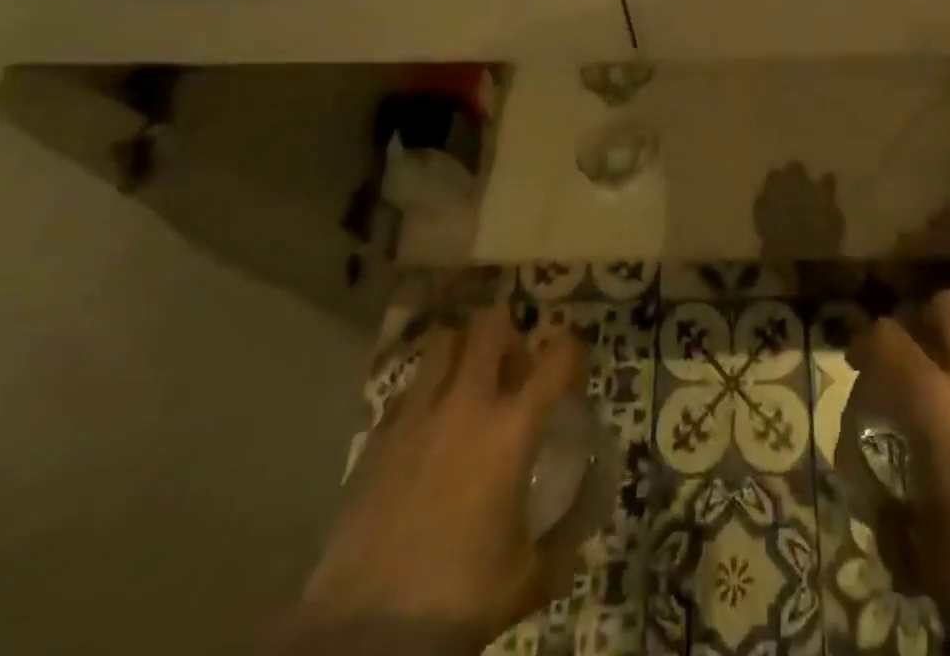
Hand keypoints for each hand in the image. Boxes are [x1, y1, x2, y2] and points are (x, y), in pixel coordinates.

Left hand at [277, 306, 586, 655]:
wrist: (366, 633)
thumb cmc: (459, 598)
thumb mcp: (529, 576)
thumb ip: (563, 537)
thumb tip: (583, 515)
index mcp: (512, 428)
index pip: (558, 357)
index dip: (573, 352)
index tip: (572, 371)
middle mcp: (467, 404)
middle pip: (491, 325)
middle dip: (509, 334)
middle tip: (513, 369)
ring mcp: (418, 415)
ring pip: (444, 342)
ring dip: (463, 351)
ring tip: (468, 384)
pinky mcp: (379, 436)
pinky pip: (409, 390)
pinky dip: (425, 395)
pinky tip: (428, 430)